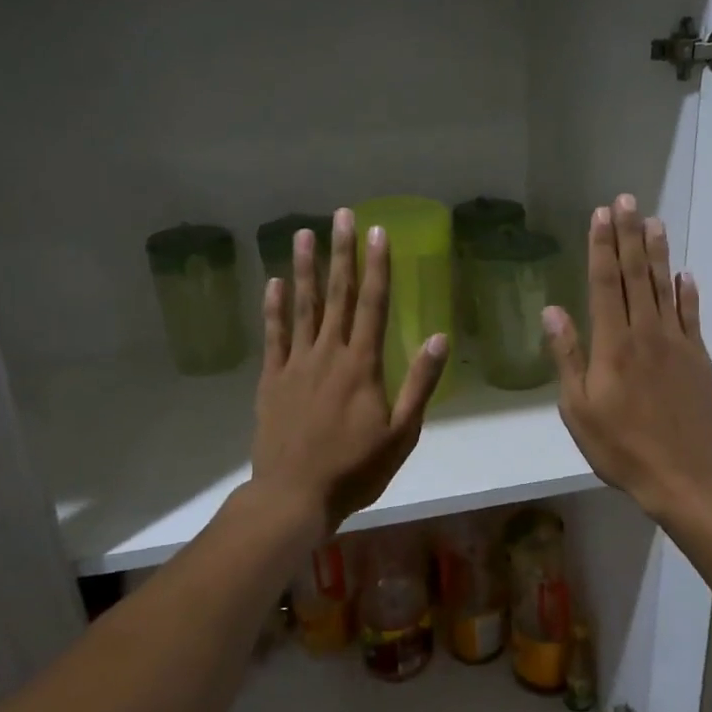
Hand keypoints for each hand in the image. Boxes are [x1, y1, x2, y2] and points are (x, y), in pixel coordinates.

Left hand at [251, 208, 448, 532]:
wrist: (294, 495)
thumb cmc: (355, 469)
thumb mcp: (402, 433)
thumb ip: (420, 383)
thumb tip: (439, 337)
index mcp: (362, 365)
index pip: (372, 305)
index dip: (377, 267)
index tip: (378, 232)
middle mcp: (328, 354)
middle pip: (337, 295)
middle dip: (342, 254)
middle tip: (342, 216)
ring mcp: (295, 364)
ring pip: (302, 307)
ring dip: (305, 269)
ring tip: (303, 234)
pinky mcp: (272, 380)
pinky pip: (274, 336)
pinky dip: (275, 308)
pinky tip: (275, 284)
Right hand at [544, 196, 711, 519]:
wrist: (684, 474)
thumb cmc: (621, 447)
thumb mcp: (578, 409)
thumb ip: (567, 357)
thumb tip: (552, 311)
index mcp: (612, 344)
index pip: (605, 284)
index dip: (601, 247)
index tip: (600, 215)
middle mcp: (646, 333)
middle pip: (636, 275)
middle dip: (629, 235)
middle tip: (626, 200)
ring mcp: (677, 343)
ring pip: (665, 288)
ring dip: (657, 253)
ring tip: (653, 221)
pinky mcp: (699, 358)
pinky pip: (692, 316)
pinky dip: (687, 292)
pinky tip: (685, 274)